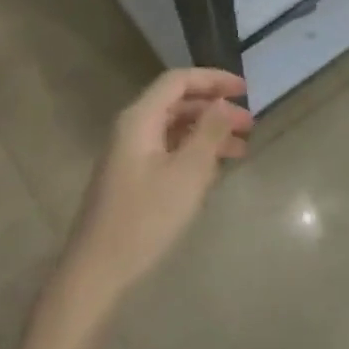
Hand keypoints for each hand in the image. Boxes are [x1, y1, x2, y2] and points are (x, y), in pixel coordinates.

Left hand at [60, 69, 252, 307]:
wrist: (98, 269)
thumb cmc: (146, 217)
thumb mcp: (188, 173)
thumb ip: (209, 132)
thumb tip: (224, 103)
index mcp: (140, 119)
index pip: (178, 81)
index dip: (213, 79)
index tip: (246, 90)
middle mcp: (132, 128)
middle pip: (177, 103)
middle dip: (215, 108)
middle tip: (250, 124)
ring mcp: (130, 154)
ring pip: (175, 128)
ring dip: (208, 132)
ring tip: (242, 149)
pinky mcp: (132, 177)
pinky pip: (168, 150)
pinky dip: (194, 152)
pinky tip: (216, 169)